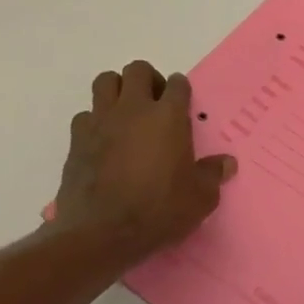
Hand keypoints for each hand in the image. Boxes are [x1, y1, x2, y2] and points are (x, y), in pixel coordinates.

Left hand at [51, 61, 235, 268]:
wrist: (100, 234)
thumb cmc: (158, 210)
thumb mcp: (199, 198)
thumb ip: (212, 175)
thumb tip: (227, 163)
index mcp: (168, 116)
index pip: (177, 83)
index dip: (181, 90)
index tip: (183, 105)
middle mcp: (134, 109)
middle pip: (138, 70)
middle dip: (148, 80)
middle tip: (155, 104)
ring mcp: (101, 121)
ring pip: (106, 82)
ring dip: (117, 91)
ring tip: (126, 114)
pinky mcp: (76, 140)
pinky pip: (85, 116)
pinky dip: (94, 122)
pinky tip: (103, 141)